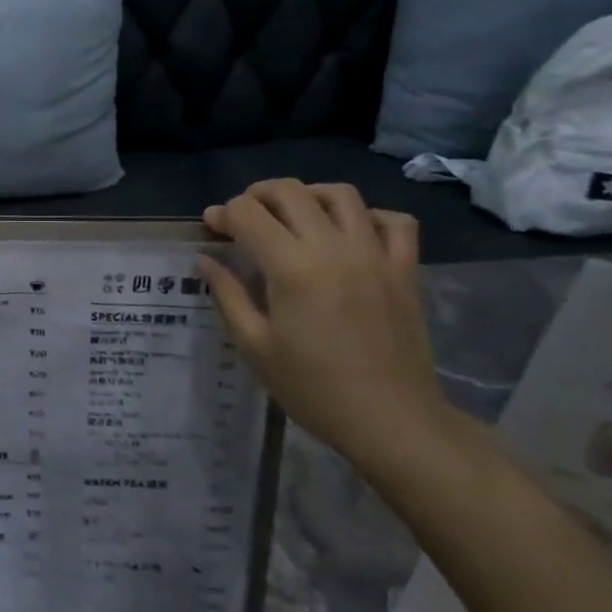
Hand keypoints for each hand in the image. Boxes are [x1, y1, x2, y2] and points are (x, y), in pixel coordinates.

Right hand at [198, 180, 448, 475]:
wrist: (390, 420)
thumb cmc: (313, 388)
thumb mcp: (255, 346)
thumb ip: (228, 295)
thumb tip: (205, 259)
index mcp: (292, 267)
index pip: (249, 214)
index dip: (224, 213)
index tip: (212, 228)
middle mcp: (334, 247)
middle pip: (291, 191)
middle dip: (258, 195)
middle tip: (243, 216)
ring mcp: (375, 254)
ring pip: (341, 194)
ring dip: (309, 195)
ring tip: (294, 216)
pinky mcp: (405, 269)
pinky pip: (394, 221)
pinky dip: (370, 216)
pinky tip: (352, 233)